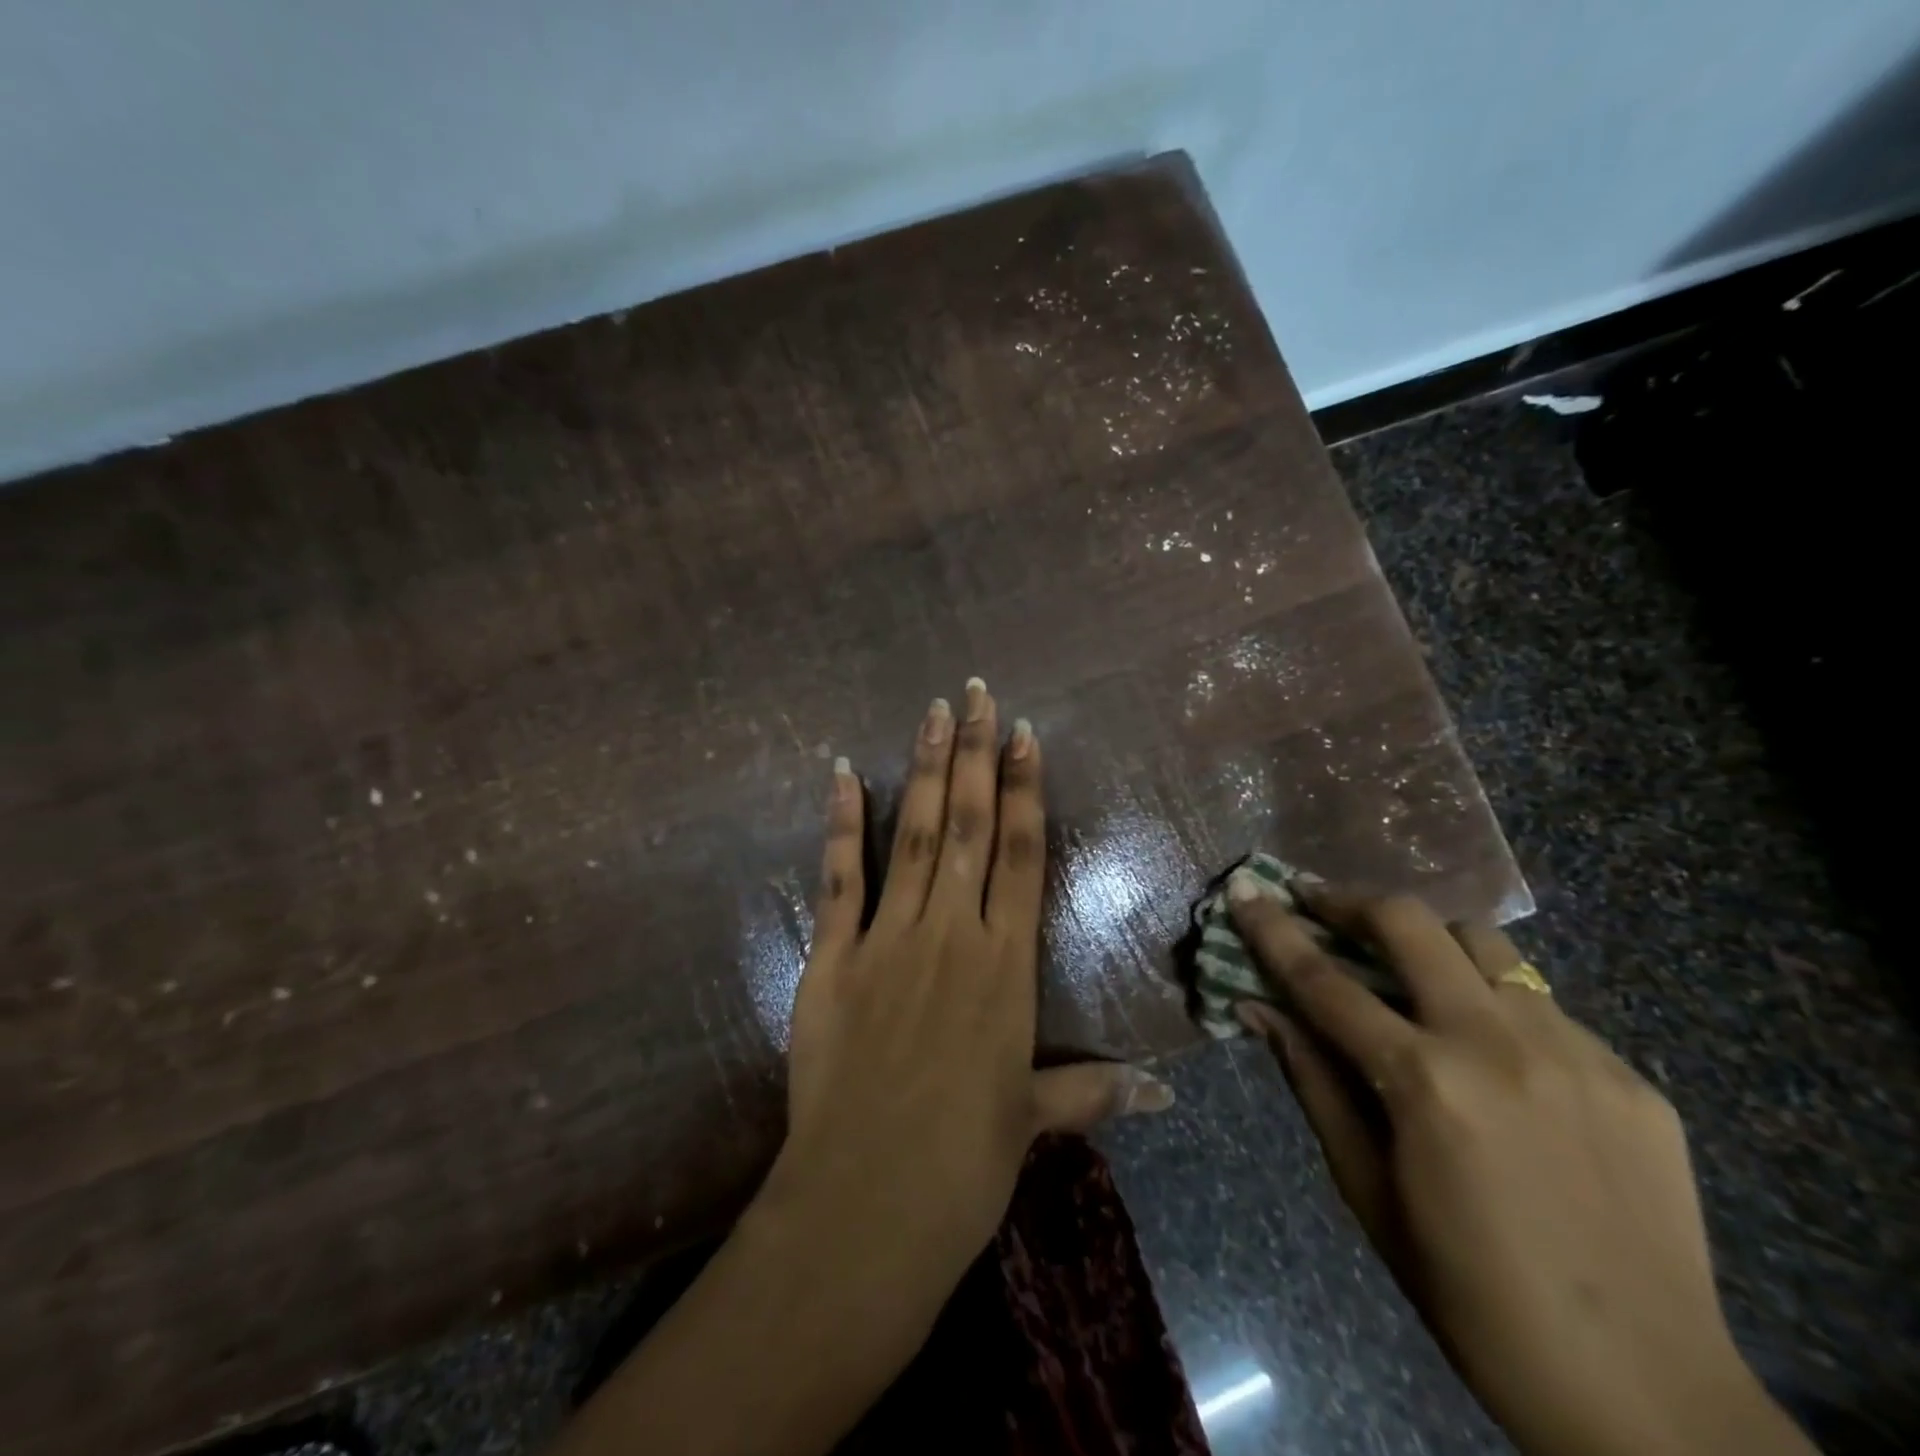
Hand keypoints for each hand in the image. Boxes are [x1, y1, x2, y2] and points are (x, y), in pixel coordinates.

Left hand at [761, 680, 1173, 1345]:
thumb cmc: (963, 1165)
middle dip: (974, 753)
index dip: (1023, 789)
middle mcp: (953, 934)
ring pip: (913, 834)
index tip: (1023, 734)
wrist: (867, 1206)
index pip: (1020, 854)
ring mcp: (888, 940)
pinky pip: (839, 877)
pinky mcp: (832, 958)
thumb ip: (1095, 1093)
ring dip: (923, 768)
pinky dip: (840, 822)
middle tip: (976, 692)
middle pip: (968, 825)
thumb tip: (1168, 1095)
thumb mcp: (1034, 1121)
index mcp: (1006, 966)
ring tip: (932, 711)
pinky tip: (841, 772)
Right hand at [1228, 876, 1813, 1455]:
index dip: (1274, 928)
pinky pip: (1543, 1004)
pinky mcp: (1629, 1075)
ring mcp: (1575, 1052)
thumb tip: (1258, 1007)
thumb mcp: (1366, 1189)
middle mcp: (1498, 1044)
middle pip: (1410, 924)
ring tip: (1408, 967)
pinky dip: (1494, 1003)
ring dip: (1429, 941)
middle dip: (1349, 902)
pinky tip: (1492, 1052)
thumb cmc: (1471, 1294)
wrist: (1648, 1394)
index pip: (1324, 981)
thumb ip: (1312, 1081)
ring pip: (1484, 944)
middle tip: (1318, 905)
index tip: (1245, 887)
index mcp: (1424, 1082)